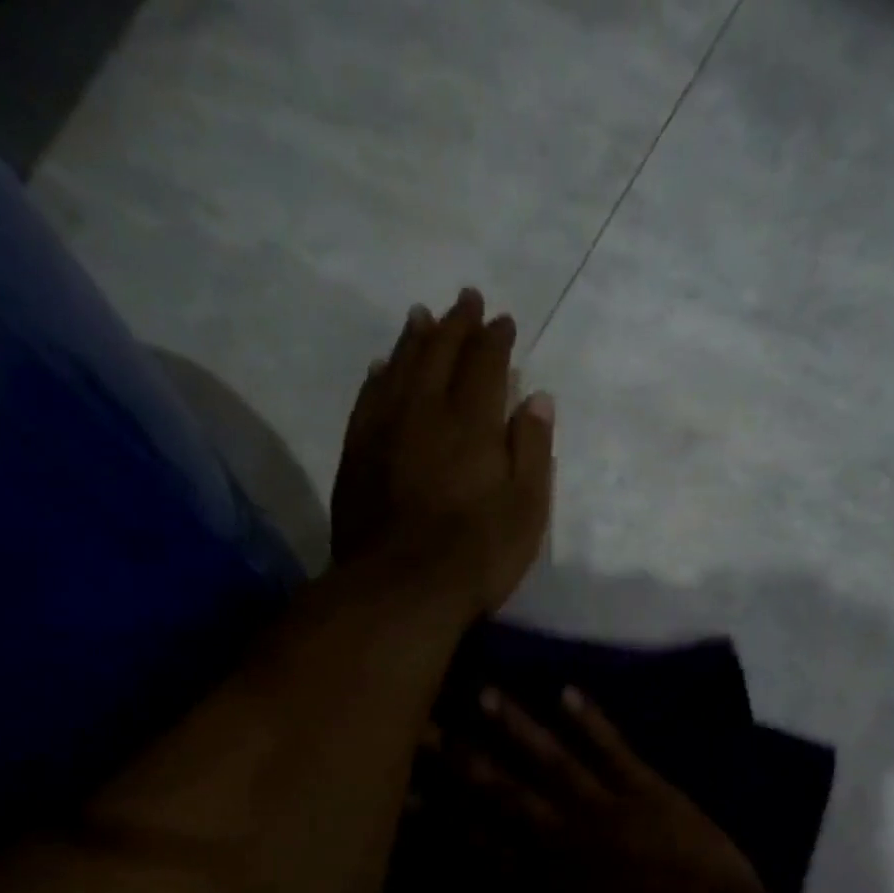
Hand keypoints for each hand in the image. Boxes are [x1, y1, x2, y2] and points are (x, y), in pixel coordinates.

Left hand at [330, 288, 554, 615]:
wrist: (401, 590)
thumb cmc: (477, 554)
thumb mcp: (527, 510)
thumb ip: (533, 451)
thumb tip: (538, 399)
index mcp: (472, 422)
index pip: (485, 363)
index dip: (495, 339)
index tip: (503, 321)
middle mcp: (425, 411)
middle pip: (439, 353)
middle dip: (456, 323)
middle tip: (466, 300)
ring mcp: (384, 430)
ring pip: (399, 367)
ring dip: (414, 339)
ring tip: (422, 317)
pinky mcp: (356, 455)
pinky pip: (368, 399)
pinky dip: (379, 376)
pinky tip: (382, 368)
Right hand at [395, 687, 776, 892]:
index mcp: (538, 885)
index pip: (474, 840)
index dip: (435, 813)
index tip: (401, 783)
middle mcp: (561, 836)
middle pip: (501, 790)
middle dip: (458, 755)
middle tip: (421, 721)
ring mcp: (606, 808)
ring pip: (550, 758)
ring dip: (515, 725)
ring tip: (482, 690)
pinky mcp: (649, 792)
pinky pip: (613, 749)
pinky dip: (590, 720)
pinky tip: (566, 691)